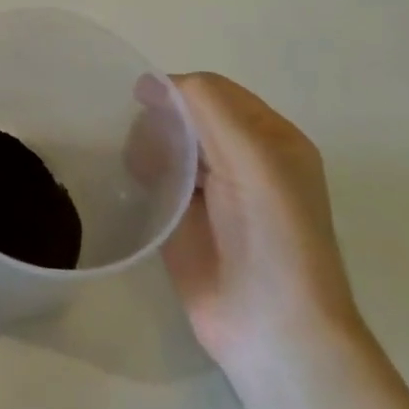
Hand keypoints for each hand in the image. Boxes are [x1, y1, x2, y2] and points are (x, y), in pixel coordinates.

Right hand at [158, 73, 362, 371]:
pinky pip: (154, 178)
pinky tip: (135, 183)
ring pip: (167, 143)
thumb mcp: (253, 158)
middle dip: (161, 120)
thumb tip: (152, 81)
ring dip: (148, 145)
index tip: (141, 99)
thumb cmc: (273, 236)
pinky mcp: (181, 218)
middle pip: (187, 115)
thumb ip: (208, 108)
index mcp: (270, 138)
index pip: (214, 92)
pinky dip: (140, 172)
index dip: (178, 90)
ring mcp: (210, 190)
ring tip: (141, 169)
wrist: (271, 327)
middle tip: (145, 143)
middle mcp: (242, 158)